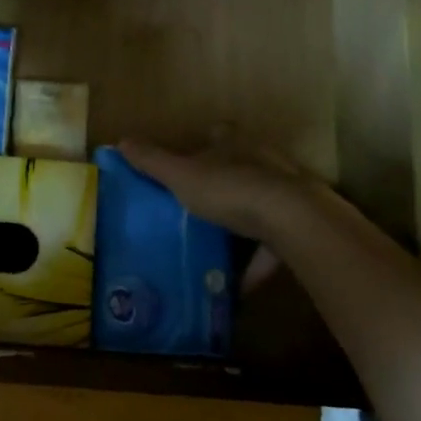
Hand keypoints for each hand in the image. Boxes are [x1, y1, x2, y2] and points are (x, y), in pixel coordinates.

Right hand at [119, 132, 340, 242]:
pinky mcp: (300, 225)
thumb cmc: (231, 190)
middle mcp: (262, 162)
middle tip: (199, 204)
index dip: (205, 142)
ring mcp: (285, 193)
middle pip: (241, 166)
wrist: (294, 221)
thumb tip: (121, 140)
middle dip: (224, 182)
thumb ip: (153, 161)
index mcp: (234, 145)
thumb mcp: (181, 176)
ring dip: (243, 223)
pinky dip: (256, 264)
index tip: (191, 156)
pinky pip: (273, 246)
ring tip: (217, 246)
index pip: (218, 134)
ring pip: (260, 204)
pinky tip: (238, 286)